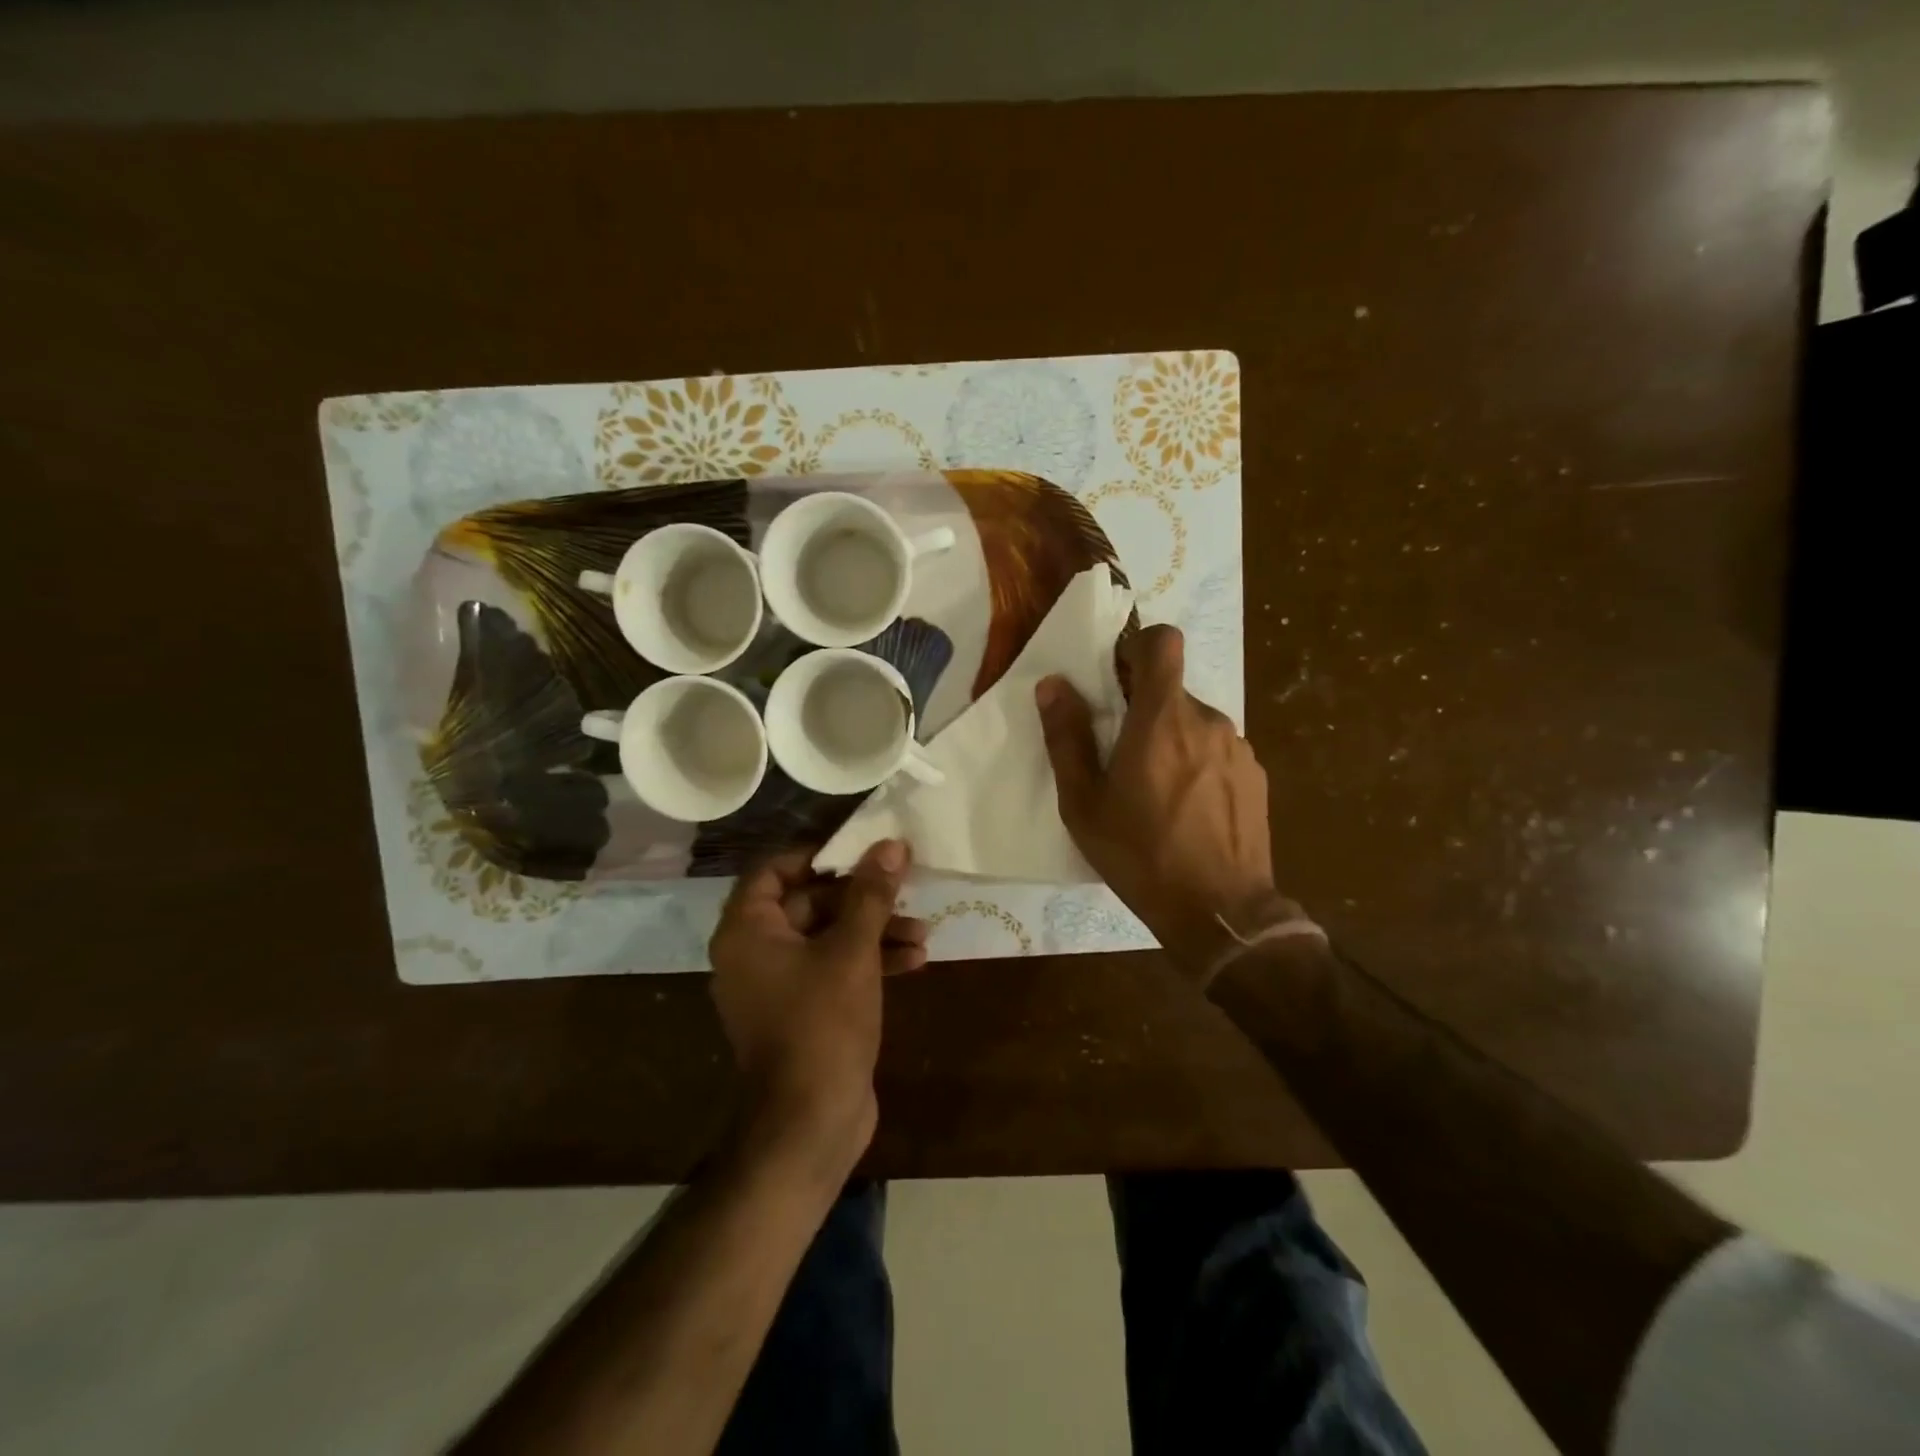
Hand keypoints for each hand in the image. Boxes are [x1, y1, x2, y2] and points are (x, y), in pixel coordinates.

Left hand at [708, 840, 924, 1177]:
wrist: (810, 1123)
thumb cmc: (823, 1024)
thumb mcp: (853, 951)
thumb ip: (871, 894)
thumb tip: (890, 845)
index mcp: (748, 931)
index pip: (773, 870)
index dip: (817, 856)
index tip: (860, 852)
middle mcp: (755, 953)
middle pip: (808, 903)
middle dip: (862, 899)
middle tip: (906, 888)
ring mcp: (778, 986)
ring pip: (827, 938)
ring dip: (874, 931)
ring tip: (923, 932)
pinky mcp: (802, 1012)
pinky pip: (832, 970)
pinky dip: (868, 961)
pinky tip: (915, 961)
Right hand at [1037, 626, 1294, 978]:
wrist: (1219, 911)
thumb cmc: (1140, 854)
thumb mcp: (1084, 803)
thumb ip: (1067, 737)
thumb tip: (1053, 684)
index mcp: (1161, 718)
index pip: (1163, 641)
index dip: (1138, 646)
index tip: (1116, 678)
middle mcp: (1207, 720)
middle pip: (1172, 690)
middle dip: (1145, 710)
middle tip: (1122, 757)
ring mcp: (1238, 748)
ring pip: (1195, 724)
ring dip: (1173, 741)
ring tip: (1156, 793)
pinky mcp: (1256, 776)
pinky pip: (1218, 752)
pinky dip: (1199, 765)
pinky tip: (1188, 811)